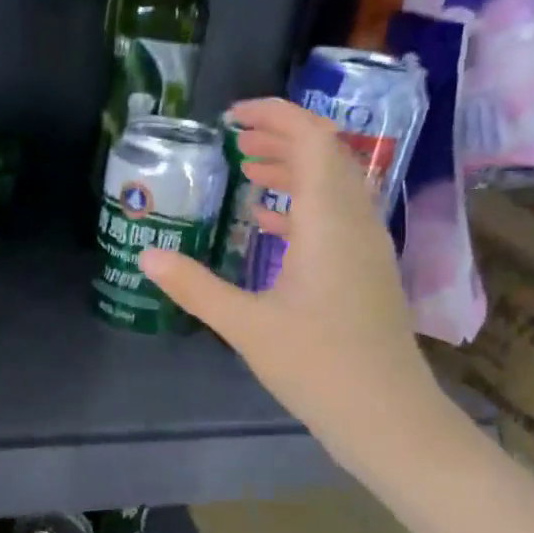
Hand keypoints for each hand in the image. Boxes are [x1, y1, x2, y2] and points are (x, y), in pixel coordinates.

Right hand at [136, 97, 445, 470]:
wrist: (387, 416)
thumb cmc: (318, 365)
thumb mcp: (246, 325)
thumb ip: (194, 287)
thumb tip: (146, 257)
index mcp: (330, 221)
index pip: (313, 140)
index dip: (277, 115)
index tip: (233, 116)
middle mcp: (356, 222)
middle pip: (326, 155)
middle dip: (281, 137)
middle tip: (235, 139)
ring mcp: (367, 247)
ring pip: (334, 186)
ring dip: (293, 170)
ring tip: (247, 170)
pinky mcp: (367, 272)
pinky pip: (336, 217)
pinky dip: (302, 206)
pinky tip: (268, 222)